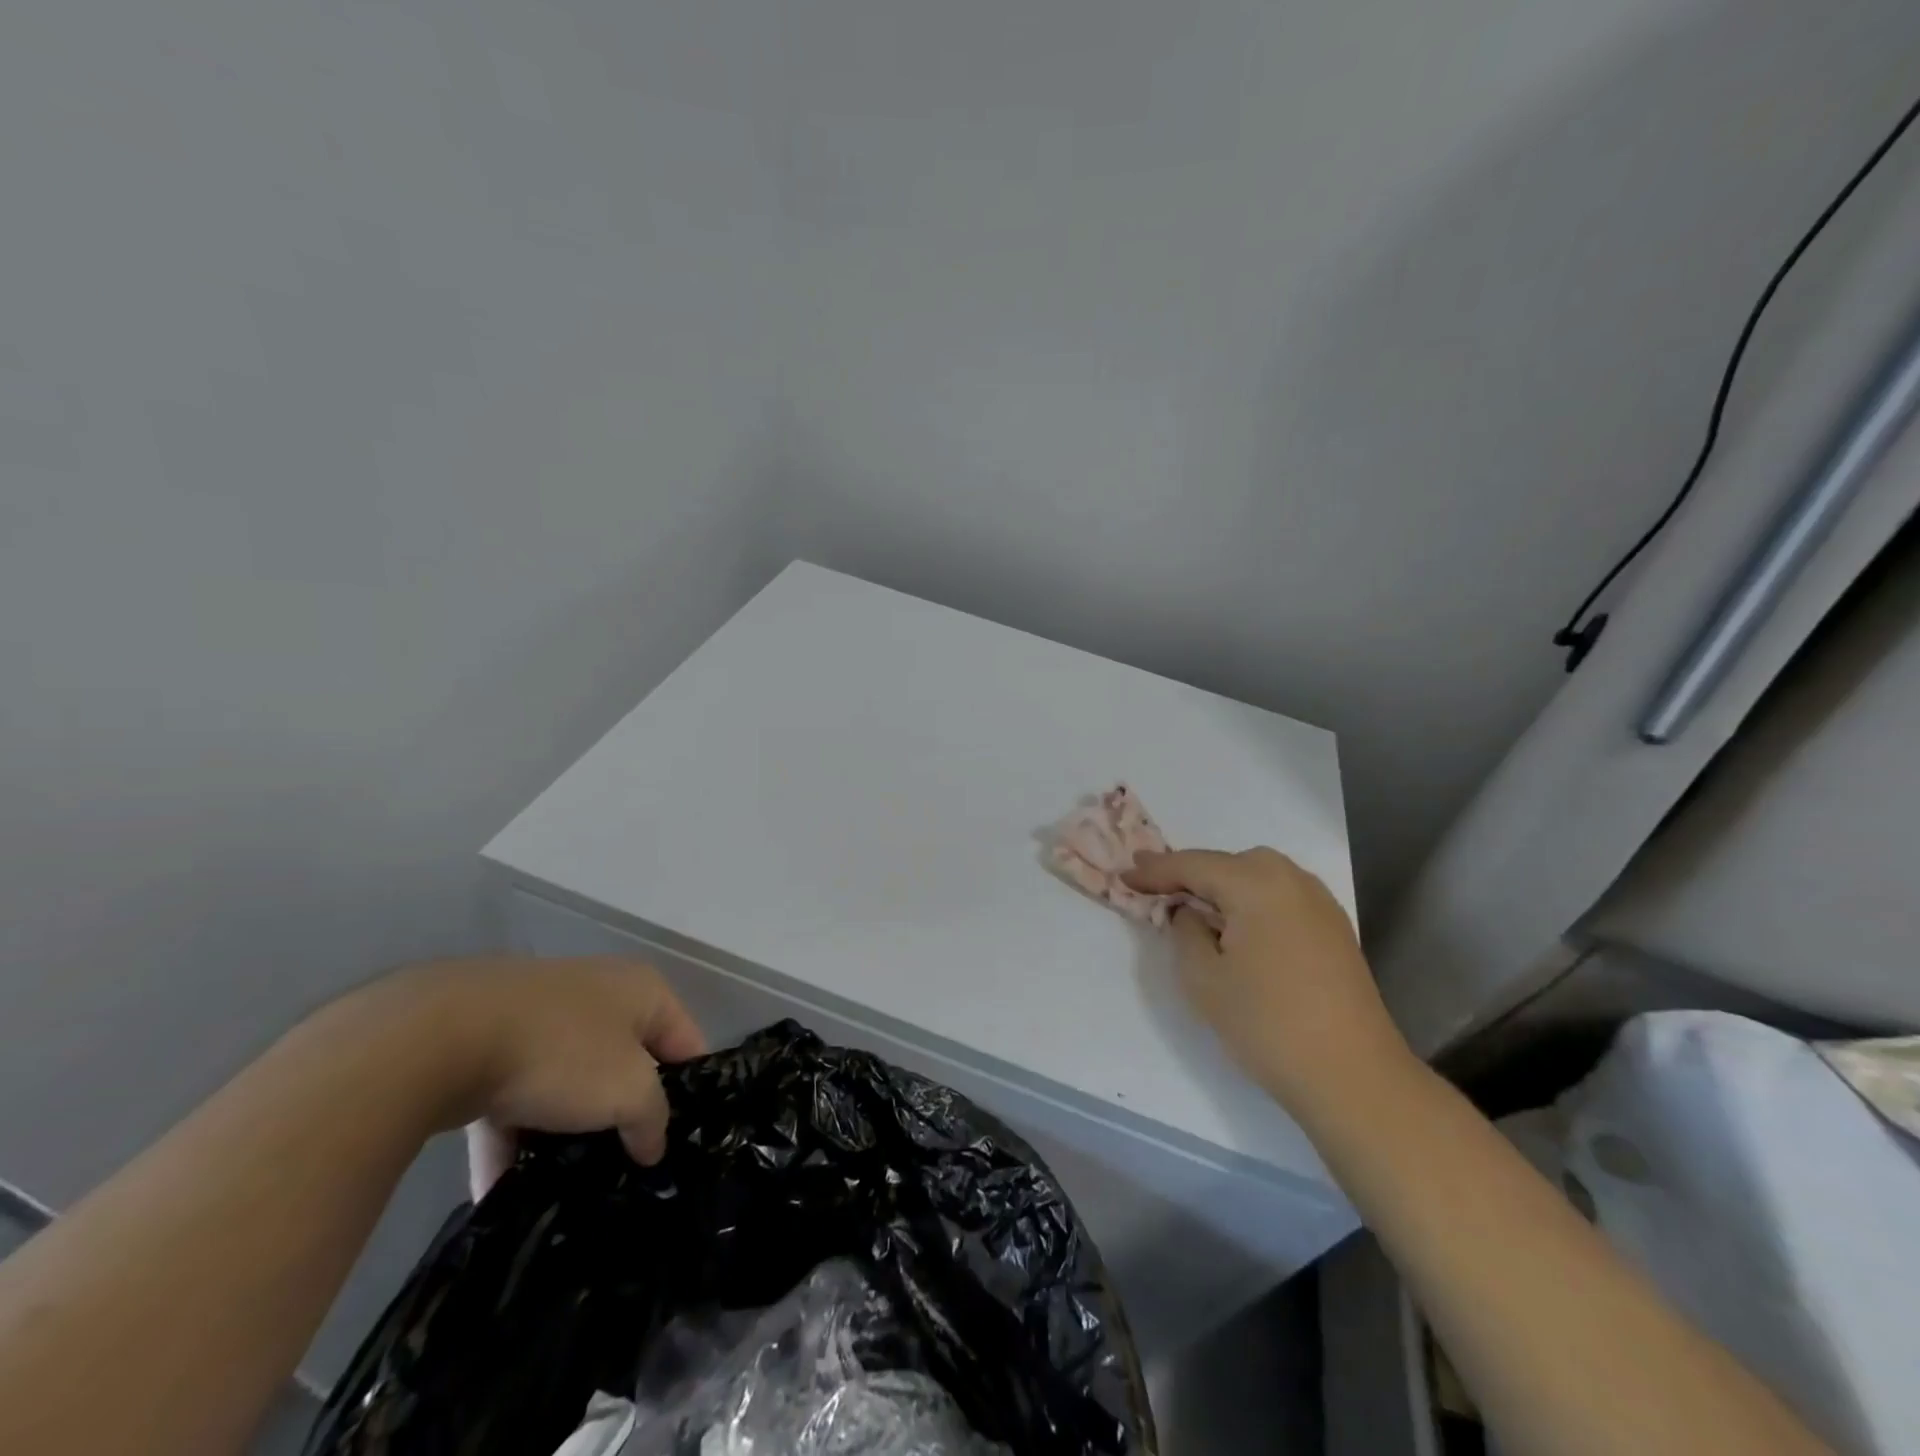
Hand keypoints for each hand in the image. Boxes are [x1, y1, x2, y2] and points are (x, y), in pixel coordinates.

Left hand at [335, 958, 705, 1196]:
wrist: (442, 1036)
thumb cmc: (561, 1052)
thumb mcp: (628, 1091)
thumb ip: (653, 1119)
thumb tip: (652, 1145)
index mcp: (643, 990)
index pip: (685, 1043)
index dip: (690, 1092)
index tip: (681, 1143)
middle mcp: (599, 993)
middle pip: (626, 1064)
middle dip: (622, 1116)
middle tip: (625, 1168)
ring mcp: (541, 1016)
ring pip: (568, 1082)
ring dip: (565, 1132)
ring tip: (565, 1186)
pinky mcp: (488, 1042)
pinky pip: (514, 1096)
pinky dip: (511, 1137)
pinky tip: (502, 1190)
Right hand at [1124, 848, 1411, 1112]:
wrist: (1353, 1077)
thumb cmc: (1267, 1024)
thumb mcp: (1203, 979)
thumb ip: (1185, 932)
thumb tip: (1190, 912)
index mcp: (1255, 883)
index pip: (1193, 865)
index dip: (1155, 871)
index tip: (1124, 877)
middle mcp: (1291, 879)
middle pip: (1228, 862)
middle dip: (1190, 872)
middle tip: (1154, 884)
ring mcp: (1319, 902)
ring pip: (1257, 875)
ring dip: (1222, 884)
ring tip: (1192, 904)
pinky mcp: (1334, 928)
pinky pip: (1280, 895)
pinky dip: (1251, 899)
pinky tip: (1238, 924)